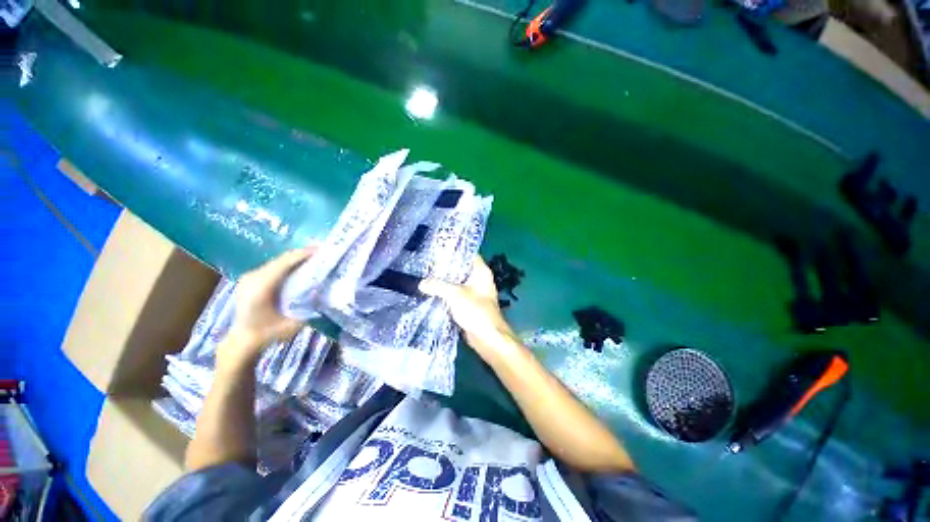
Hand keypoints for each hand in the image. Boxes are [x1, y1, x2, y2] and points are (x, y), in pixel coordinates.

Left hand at [219, 247, 314, 368]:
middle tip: (321, 252)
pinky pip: (272, 266)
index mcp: (261, 289)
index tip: (321, 250)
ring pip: (276, 261)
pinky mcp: (250, 279)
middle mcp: (252, 279)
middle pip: (280, 260)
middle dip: (301, 254)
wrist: (243, 340)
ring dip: (295, 258)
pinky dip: (287, 264)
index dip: (302, 255)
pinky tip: (299, 265)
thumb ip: (307, 308)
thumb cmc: (269, 334)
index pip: (283, 264)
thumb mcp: (293, 325)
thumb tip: (321, 292)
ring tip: (313, 257)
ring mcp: (249, 277)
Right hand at [419, 257, 517, 362]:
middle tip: (427, 262)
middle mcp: (479, 279)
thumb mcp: (455, 294)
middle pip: (460, 268)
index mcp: (481, 271)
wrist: (487, 337)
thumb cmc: (475, 310)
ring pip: (457, 282)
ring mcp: (474, 292)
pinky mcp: (469, 304)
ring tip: (426, 275)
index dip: (454, 250)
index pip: (468, 254)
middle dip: (445, 267)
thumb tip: (421, 283)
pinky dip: (446, 292)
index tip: (437, 248)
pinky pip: (456, 294)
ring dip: (444, 281)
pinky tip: (432, 291)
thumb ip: (437, 286)